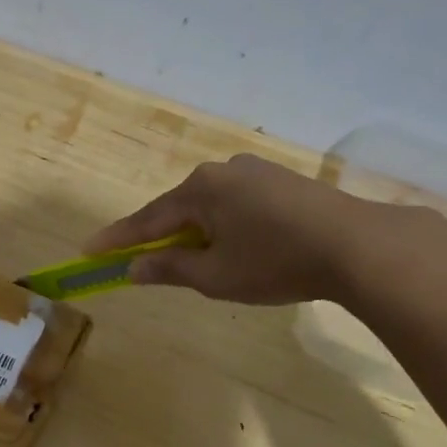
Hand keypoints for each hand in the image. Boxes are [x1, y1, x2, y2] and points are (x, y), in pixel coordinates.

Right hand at [84, 153, 376, 304]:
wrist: (359, 245)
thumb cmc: (276, 261)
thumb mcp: (214, 275)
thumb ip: (169, 268)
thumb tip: (133, 266)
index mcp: (199, 190)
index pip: (146, 219)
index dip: (116, 239)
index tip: (87, 250)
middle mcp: (222, 171)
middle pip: (178, 209)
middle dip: (160, 236)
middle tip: (141, 261)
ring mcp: (256, 172)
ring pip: (210, 206)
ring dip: (196, 233)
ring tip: (195, 261)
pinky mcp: (283, 182)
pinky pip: (236, 205)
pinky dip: (225, 226)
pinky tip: (236, 247)